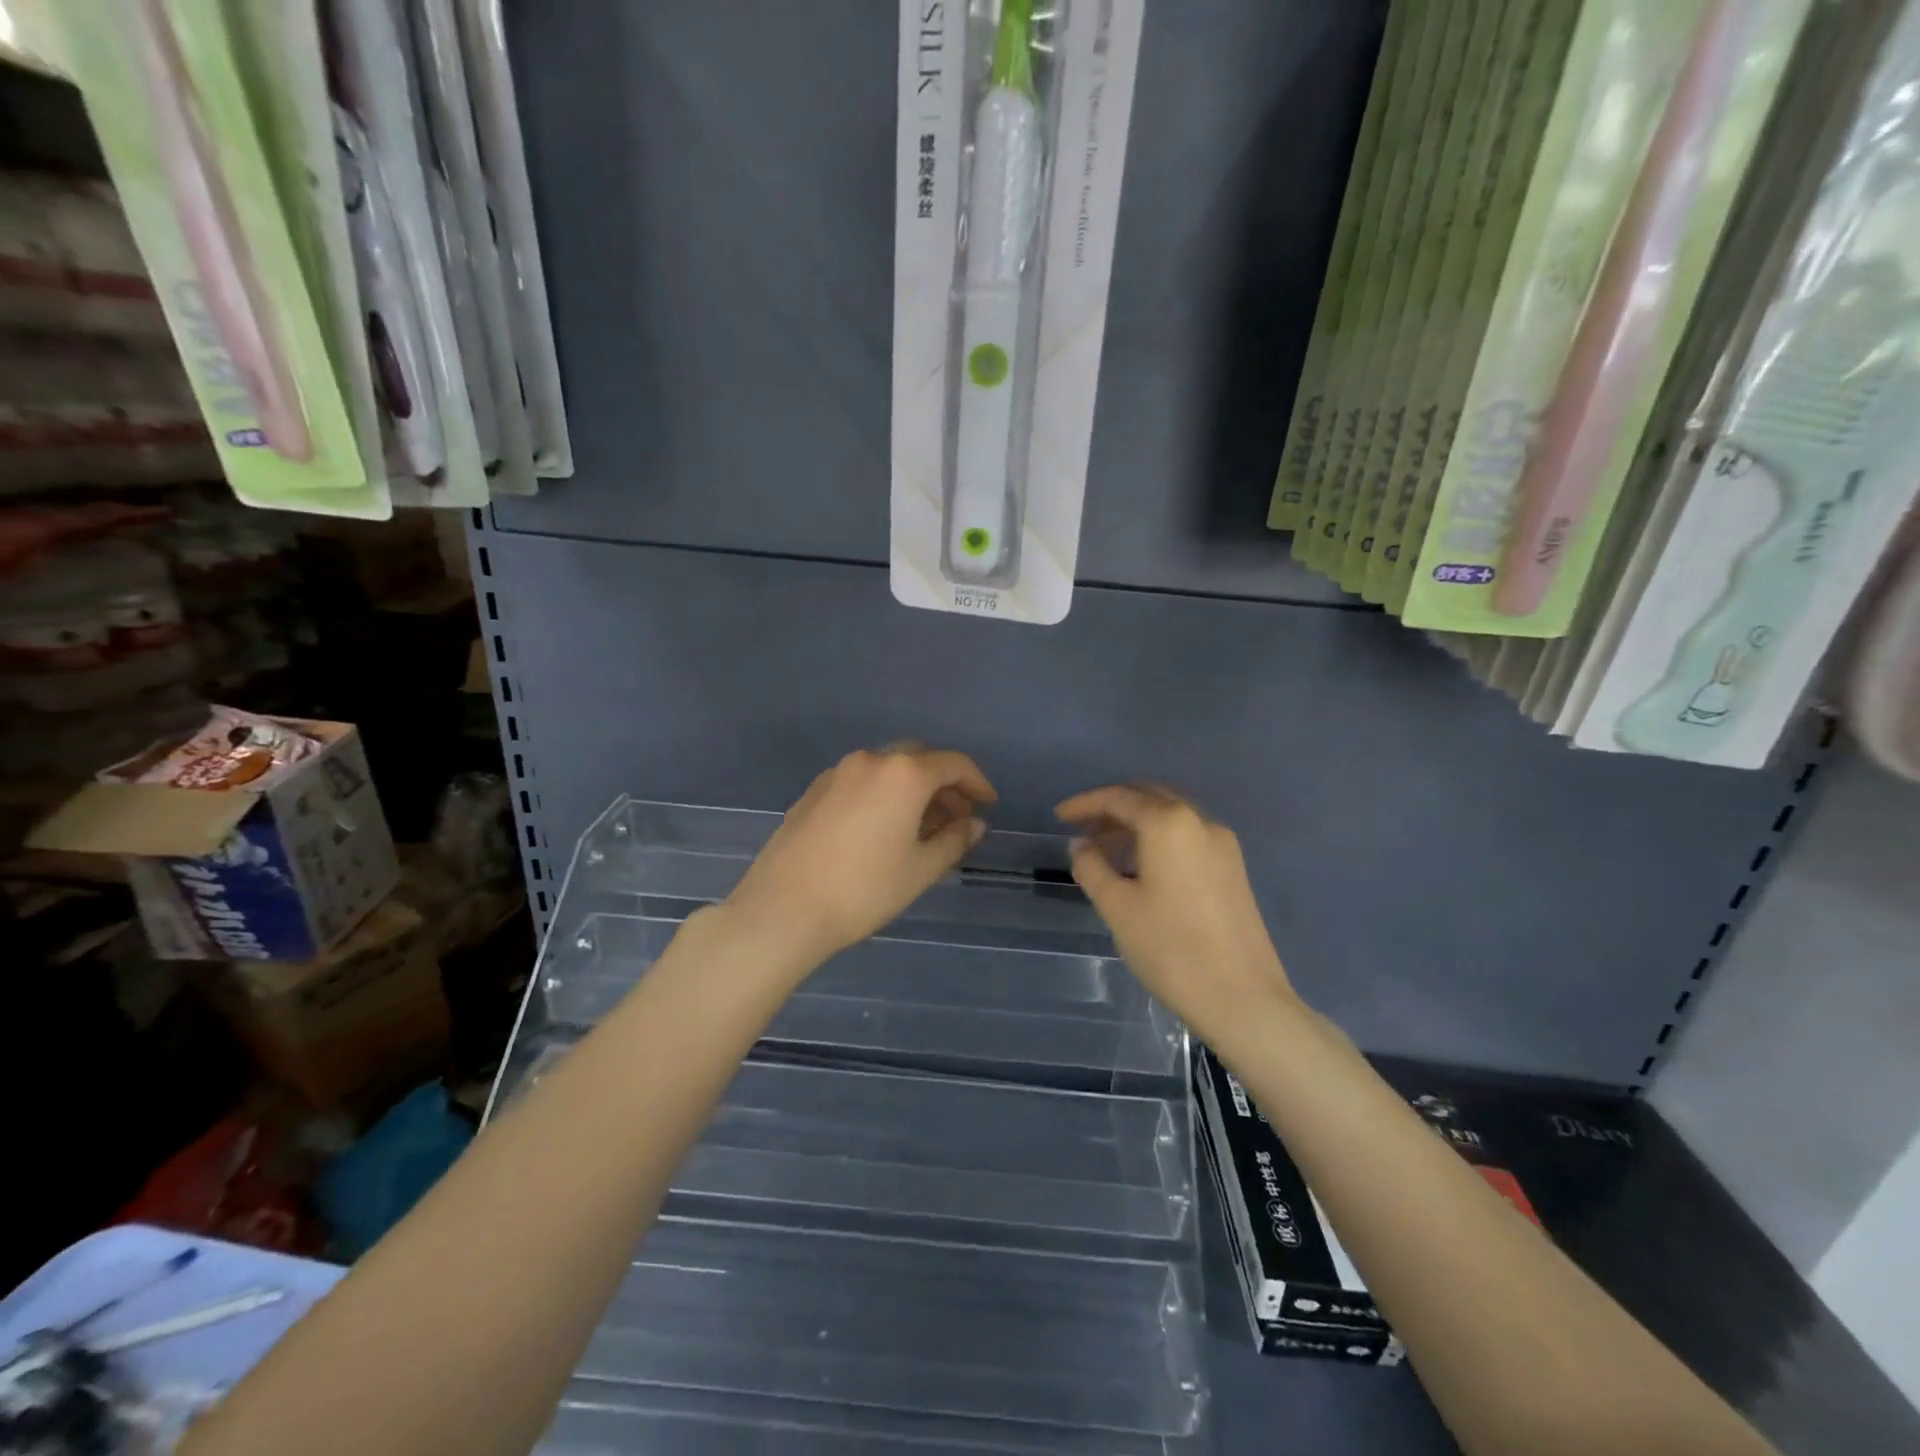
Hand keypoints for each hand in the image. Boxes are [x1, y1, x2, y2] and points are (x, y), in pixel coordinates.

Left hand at [724, 746, 997, 972]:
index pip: (953, 764)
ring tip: (922, 827)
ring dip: (912, 789)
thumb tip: (973, 824)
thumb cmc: (864, 889)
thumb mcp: (921, 869)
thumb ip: (954, 840)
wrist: (783, 908)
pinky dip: (883, 794)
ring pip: (887, 769)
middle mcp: (870, 761)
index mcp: (903, 773)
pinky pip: (861, 782)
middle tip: (957, 816)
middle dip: (943, 783)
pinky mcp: (813, 791)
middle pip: (919, 759)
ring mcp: (837, 774)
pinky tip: (882, 829)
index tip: (988, 804)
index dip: (977, 782)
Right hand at [1057, 785, 1295, 1042]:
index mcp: (1169, 823)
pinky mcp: (1233, 869)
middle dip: (1113, 807)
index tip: (1059, 818)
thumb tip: (1082, 845)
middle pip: (1149, 798)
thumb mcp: (1117, 907)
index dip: (1085, 804)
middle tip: (1083, 828)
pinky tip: (1141, 868)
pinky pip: (1187, 837)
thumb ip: (1092, 867)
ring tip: (1106, 850)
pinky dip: (1159, 839)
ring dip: (1136, 824)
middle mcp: (1200, 821)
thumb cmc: (1170, 948)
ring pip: (1171, 816)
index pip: (1119, 798)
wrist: (1242, 998)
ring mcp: (1222, 845)